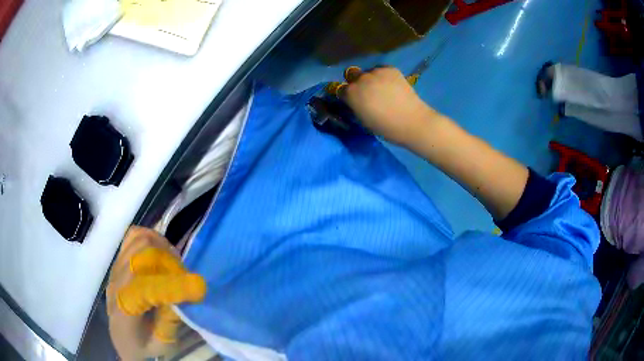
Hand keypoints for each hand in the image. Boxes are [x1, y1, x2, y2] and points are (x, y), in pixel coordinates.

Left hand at [107, 226, 205, 360]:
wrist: (122, 339)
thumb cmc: (144, 346)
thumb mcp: (161, 344)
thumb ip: (169, 322)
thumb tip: (183, 295)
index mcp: (124, 311)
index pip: (143, 286)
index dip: (172, 284)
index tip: (198, 287)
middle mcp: (115, 284)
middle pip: (141, 254)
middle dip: (169, 261)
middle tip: (184, 275)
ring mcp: (114, 269)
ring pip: (137, 240)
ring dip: (161, 248)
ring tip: (173, 263)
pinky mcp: (117, 262)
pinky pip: (132, 237)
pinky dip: (150, 239)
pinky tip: (161, 253)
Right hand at [336, 66, 437, 145]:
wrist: (411, 121)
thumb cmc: (385, 127)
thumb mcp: (363, 119)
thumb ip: (355, 106)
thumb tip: (354, 100)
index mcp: (351, 93)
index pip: (340, 89)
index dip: (346, 95)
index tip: (353, 100)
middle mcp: (361, 79)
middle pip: (352, 74)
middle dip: (355, 81)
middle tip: (366, 91)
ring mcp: (376, 72)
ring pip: (368, 71)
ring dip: (370, 78)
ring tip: (382, 88)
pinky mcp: (390, 69)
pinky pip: (381, 69)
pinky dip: (383, 75)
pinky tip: (391, 85)